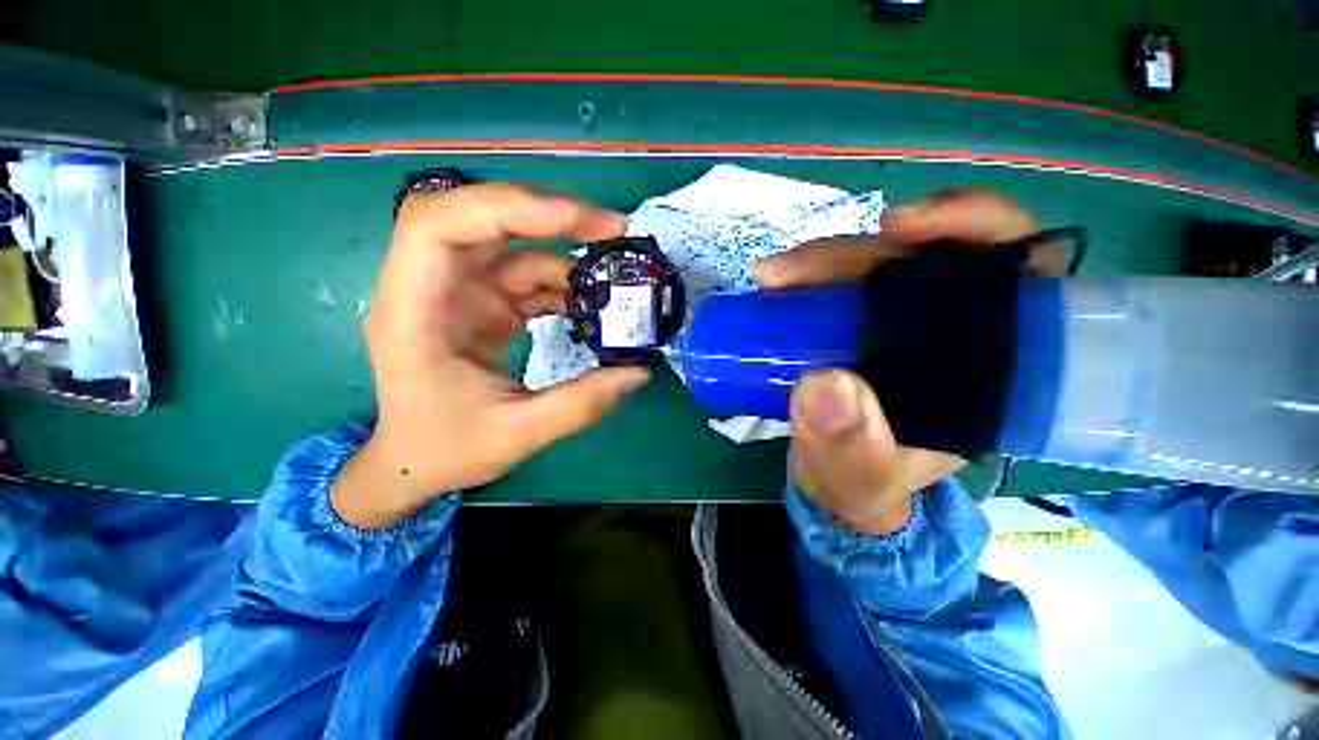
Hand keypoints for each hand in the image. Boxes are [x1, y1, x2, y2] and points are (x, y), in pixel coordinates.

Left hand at [331, 184, 649, 527]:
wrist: (415, 463)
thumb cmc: (446, 450)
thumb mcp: (517, 435)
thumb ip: (580, 404)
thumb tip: (638, 372)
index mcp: (414, 312)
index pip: (440, 226)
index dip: (507, 208)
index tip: (576, 220)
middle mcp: (430, 287)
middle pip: (481, 219)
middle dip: (547, 215)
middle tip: (610, 229)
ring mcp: (459, 292)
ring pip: (512, 246)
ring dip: (565, 254)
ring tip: (613, 278)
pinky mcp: (483, 304)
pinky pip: (525, 276)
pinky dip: (562, 284)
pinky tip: (591, 304)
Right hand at [754, 189, 1058, 534]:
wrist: (836, 481)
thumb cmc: (864, 482)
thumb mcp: (860, 478)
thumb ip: (851, 447)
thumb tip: (824, 383)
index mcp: (990, 367)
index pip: (1018, 271)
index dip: (975, 228)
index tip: (905, 227)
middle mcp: (954, 331)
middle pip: (924, 257)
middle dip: (859, 253)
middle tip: (790, 271)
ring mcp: (902, 322)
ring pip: (876, 263)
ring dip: (822, 261)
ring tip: (771, 276)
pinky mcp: (860, 323)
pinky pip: (841, 282)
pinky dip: (808, 276)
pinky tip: (777, 283)